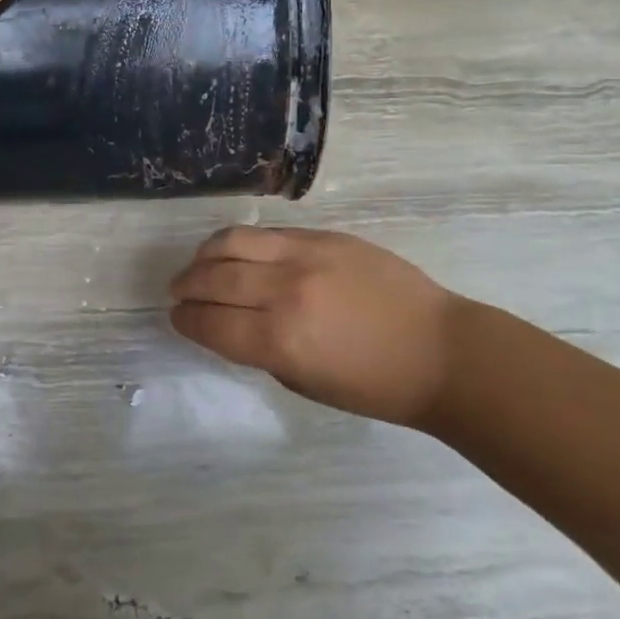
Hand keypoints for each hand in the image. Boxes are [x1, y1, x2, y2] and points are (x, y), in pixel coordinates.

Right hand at [169, 226, 463, 427]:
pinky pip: (268, 232)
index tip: (178, 319)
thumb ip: (261, 351)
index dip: (187, 322)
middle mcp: (285, 292)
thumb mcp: (306, 384)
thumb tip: (230, 325)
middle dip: (187, 287)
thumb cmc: (376, 386)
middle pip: (213, 279)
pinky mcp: (324, 236)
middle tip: (179, 292)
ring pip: (233, 241)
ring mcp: (306, 256)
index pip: (211, 324)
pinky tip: (237, 251)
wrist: (441, 351)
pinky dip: (242, 242)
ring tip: (199, 265)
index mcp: (281, 341)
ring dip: (205, 255)